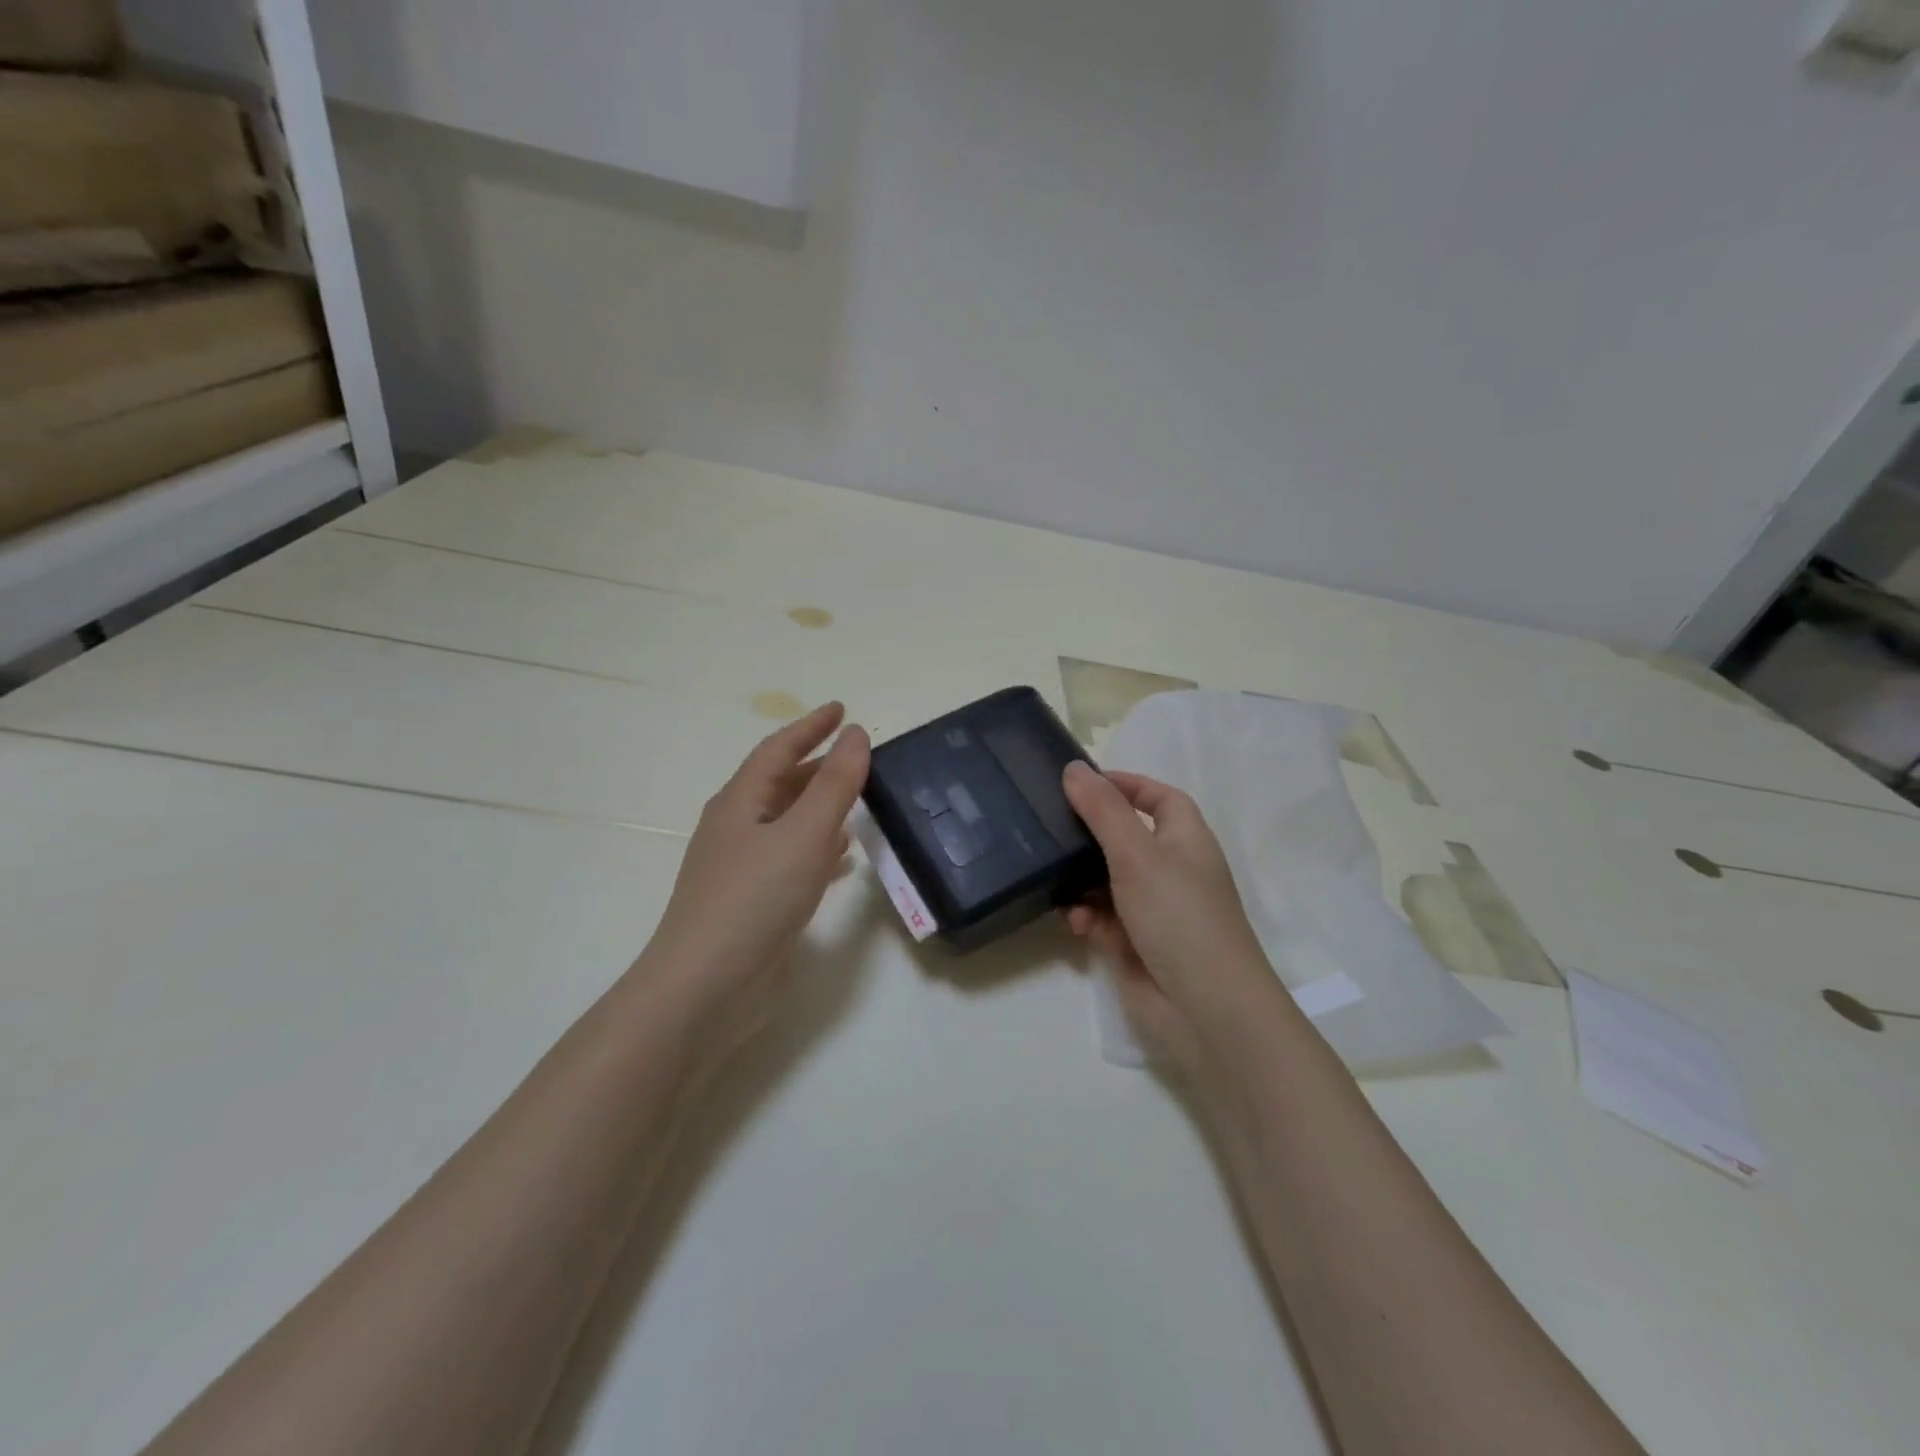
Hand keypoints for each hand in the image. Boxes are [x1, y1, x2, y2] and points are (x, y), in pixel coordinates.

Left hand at [640, 702, 869, 1056]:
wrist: (705, 990)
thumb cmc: (754, 900)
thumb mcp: (803, 834)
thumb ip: (835, 785)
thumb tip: (857, 735)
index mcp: (740, 803)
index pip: (778, 749)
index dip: (811, 726)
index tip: (843, 710)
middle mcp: (736, 829)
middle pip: (780, 784)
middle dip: (817, 766)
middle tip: (857, 757)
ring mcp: (741, 869)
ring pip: (786, 823)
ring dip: (819, 807)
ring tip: (858, 801)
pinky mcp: (752, 903)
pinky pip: (790, 859)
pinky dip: (818, 848)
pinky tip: (841, 859)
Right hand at [1061, 761, 1279, 1073]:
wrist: (1205, 1010)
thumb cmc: (1179, 916)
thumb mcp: (1138, 854)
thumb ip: (1103, 810)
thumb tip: (1075, 768)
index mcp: (1186, 841)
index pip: (1159, 798)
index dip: (1127, 785)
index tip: (1083, 782)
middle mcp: (1172, 871)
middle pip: (1126, 838)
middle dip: (1091, 834)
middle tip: (1049, 824)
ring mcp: (1153, 910)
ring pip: (1107, 881)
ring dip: (1081, 881)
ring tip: (1055, 880)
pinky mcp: (1135, 944)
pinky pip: (1103, 919)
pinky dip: (1088, 918)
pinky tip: (1076, 925)